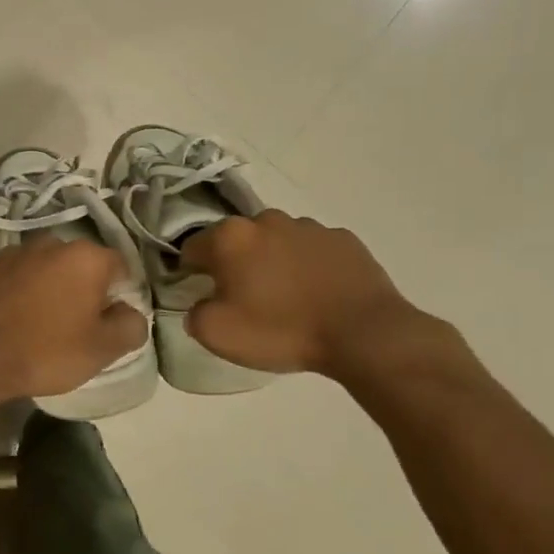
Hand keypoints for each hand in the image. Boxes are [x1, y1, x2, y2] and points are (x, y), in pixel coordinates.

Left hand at [0, 236, 147, 400]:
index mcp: (85, 257)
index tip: (109, 320)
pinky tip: (8, 320)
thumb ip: (130, 326)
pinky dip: (14, 292)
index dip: (120, 293)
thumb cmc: (45, 351)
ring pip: (41, 269)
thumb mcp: (101, 350)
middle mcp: (49, 244)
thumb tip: (131, 313)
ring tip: (37, 323)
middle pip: (78, 265)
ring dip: (45, 288)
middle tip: (74, 324)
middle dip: (81, 289)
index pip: (120, 266)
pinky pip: (9, 278)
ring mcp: (10, 253)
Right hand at [181, 211, 444, 384]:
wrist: (363, 332)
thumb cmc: (282, 330)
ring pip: (275, 241)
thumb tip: (201, 304)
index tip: (201, 295)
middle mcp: (266, 220)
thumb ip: (194, 313)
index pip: (192, 247)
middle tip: (244, 299)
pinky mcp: (344, 239)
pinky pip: (312, 250)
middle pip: (236, 240)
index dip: (190, 272)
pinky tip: (316, 294)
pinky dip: (307, 266)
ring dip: (272, 262)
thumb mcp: (218, 334)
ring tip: (285, 298)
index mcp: (230, 238)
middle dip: (234, 264)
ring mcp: (309, 226)